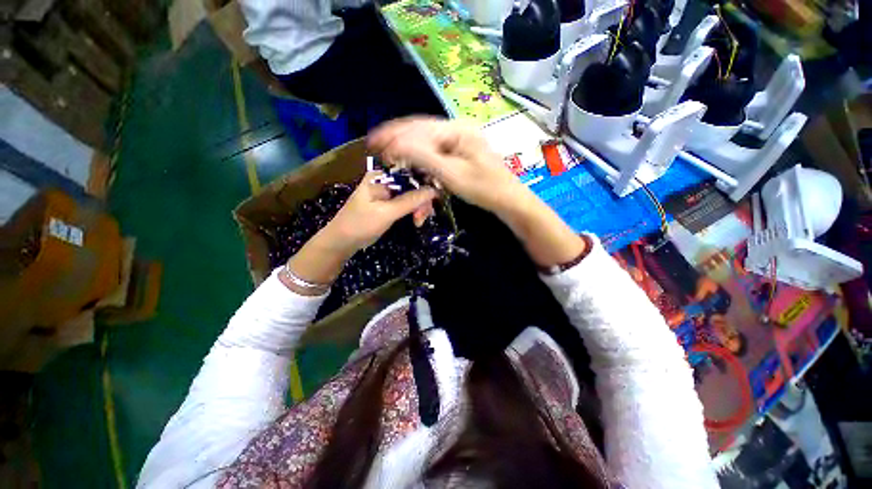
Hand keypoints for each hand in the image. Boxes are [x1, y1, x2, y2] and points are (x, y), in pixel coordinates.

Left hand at [284, 172, 436, 293]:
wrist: (342, 241)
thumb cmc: (360, 224)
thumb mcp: (386, 213)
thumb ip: (409, 201)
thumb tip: (433, 190)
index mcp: (381, 175)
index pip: (410, 172)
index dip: (425, 184)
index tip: (432, 201)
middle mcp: (386, 179)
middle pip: (414, 184)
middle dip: (422, 201)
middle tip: (422, 218)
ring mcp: (388, 191)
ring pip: (413, 194)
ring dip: (419, 208)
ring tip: (418, 222)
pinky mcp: (390, 202)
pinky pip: (408, 202)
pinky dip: (414, 211)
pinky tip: (416, 220)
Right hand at [367, 117, 523, 213]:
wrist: (507, 199)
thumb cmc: (482, 188)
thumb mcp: (451, 174)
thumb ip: (424, 157)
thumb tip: (396, 143)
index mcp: (457, 129)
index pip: (419, 127)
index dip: (395, 135)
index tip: (375, 142)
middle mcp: (458, 129)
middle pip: (422, 129)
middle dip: (398, 137)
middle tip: (376, 143)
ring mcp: (460, 140)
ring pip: (427, 139)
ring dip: (407, 145)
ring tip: (387, 148)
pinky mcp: (461, 152)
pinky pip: (435, 149)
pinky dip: (420, 154)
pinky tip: (409, 156)